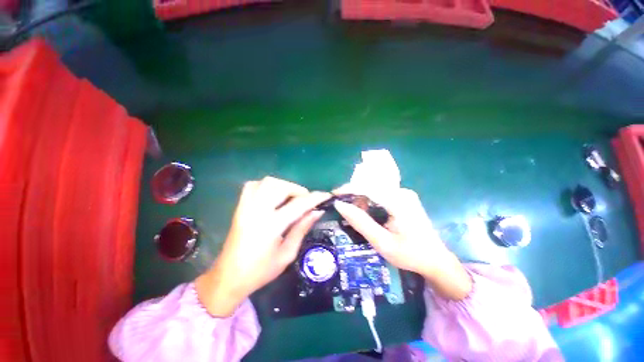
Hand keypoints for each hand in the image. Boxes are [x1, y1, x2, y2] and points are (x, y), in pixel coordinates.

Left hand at [196, 177, 329, 316]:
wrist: (229, 277)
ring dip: (284, 186)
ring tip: (291, 198)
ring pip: (267, 182)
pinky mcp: (239, 207)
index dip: (315, 198)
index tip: (326, 195)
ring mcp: (246, 207)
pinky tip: (273, 195)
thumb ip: (302, 229)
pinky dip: (266, 185)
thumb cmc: (261, 271)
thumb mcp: (287, 254)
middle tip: (305, 201)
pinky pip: (253, 185)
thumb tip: (317, 212)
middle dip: (298, 190)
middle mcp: (257, 211)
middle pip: (281, 187)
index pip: (298, 204)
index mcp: (271, 226)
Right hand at [333, 187, 471, 299]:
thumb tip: (339, 205)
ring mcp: (403, 194)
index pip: (367, 186)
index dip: (348, 189)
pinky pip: (380, 195)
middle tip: (345, 212)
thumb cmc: (410, 255)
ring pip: (374, 191)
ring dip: (362, 201)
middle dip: (355, 198)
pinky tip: (369, 216)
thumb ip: (360, 222)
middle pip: (370, 187)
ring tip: (357, 217)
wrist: (436, 261)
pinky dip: (370, 203)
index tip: (333, 196)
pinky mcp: (403, 198)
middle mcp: (402, 191)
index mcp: (399, 200)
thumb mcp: (382, 242)